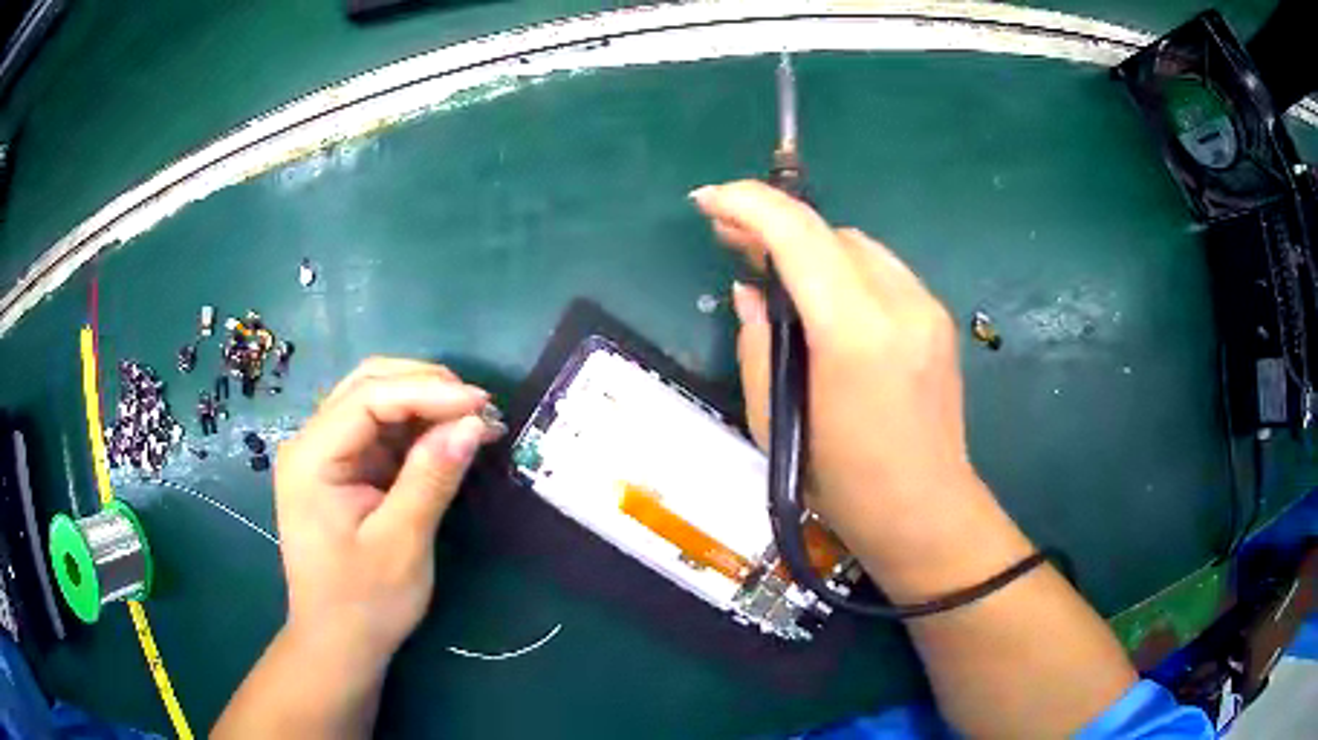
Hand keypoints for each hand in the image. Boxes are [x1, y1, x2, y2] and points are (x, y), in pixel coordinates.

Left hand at [273, 358, 501, 670]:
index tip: (482, 404)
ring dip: (425, 403)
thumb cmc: (365, 601)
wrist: (339, 642)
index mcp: (311, 458)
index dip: (427, 391)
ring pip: (376, 401)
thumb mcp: (402, 542)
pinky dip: (418, 428)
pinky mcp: (343, 469)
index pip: (368, 398)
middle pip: (368, 386)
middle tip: (480, 408)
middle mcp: (311, 444)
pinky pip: (381, 431)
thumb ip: (432, 477)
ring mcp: (326, 454)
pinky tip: (449, 438)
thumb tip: (474, 424)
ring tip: (474, 420)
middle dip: (426, 387)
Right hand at [693, 181, 983, 567]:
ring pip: (856, 244)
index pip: (799, 236)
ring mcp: (927, 307)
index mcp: (855, 334)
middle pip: (828, 231)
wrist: (925, 512)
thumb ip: (759, 343)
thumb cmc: (842, 485)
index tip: (707, 201)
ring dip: (808, 244)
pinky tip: (820, 292)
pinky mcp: (938, 318)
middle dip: (773, 222)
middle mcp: (899, 304)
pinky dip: (840, 266)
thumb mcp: (777, 420)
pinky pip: (879, 270)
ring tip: (768, 262)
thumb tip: (749, 292)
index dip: (748, 204)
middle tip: (727, 233)